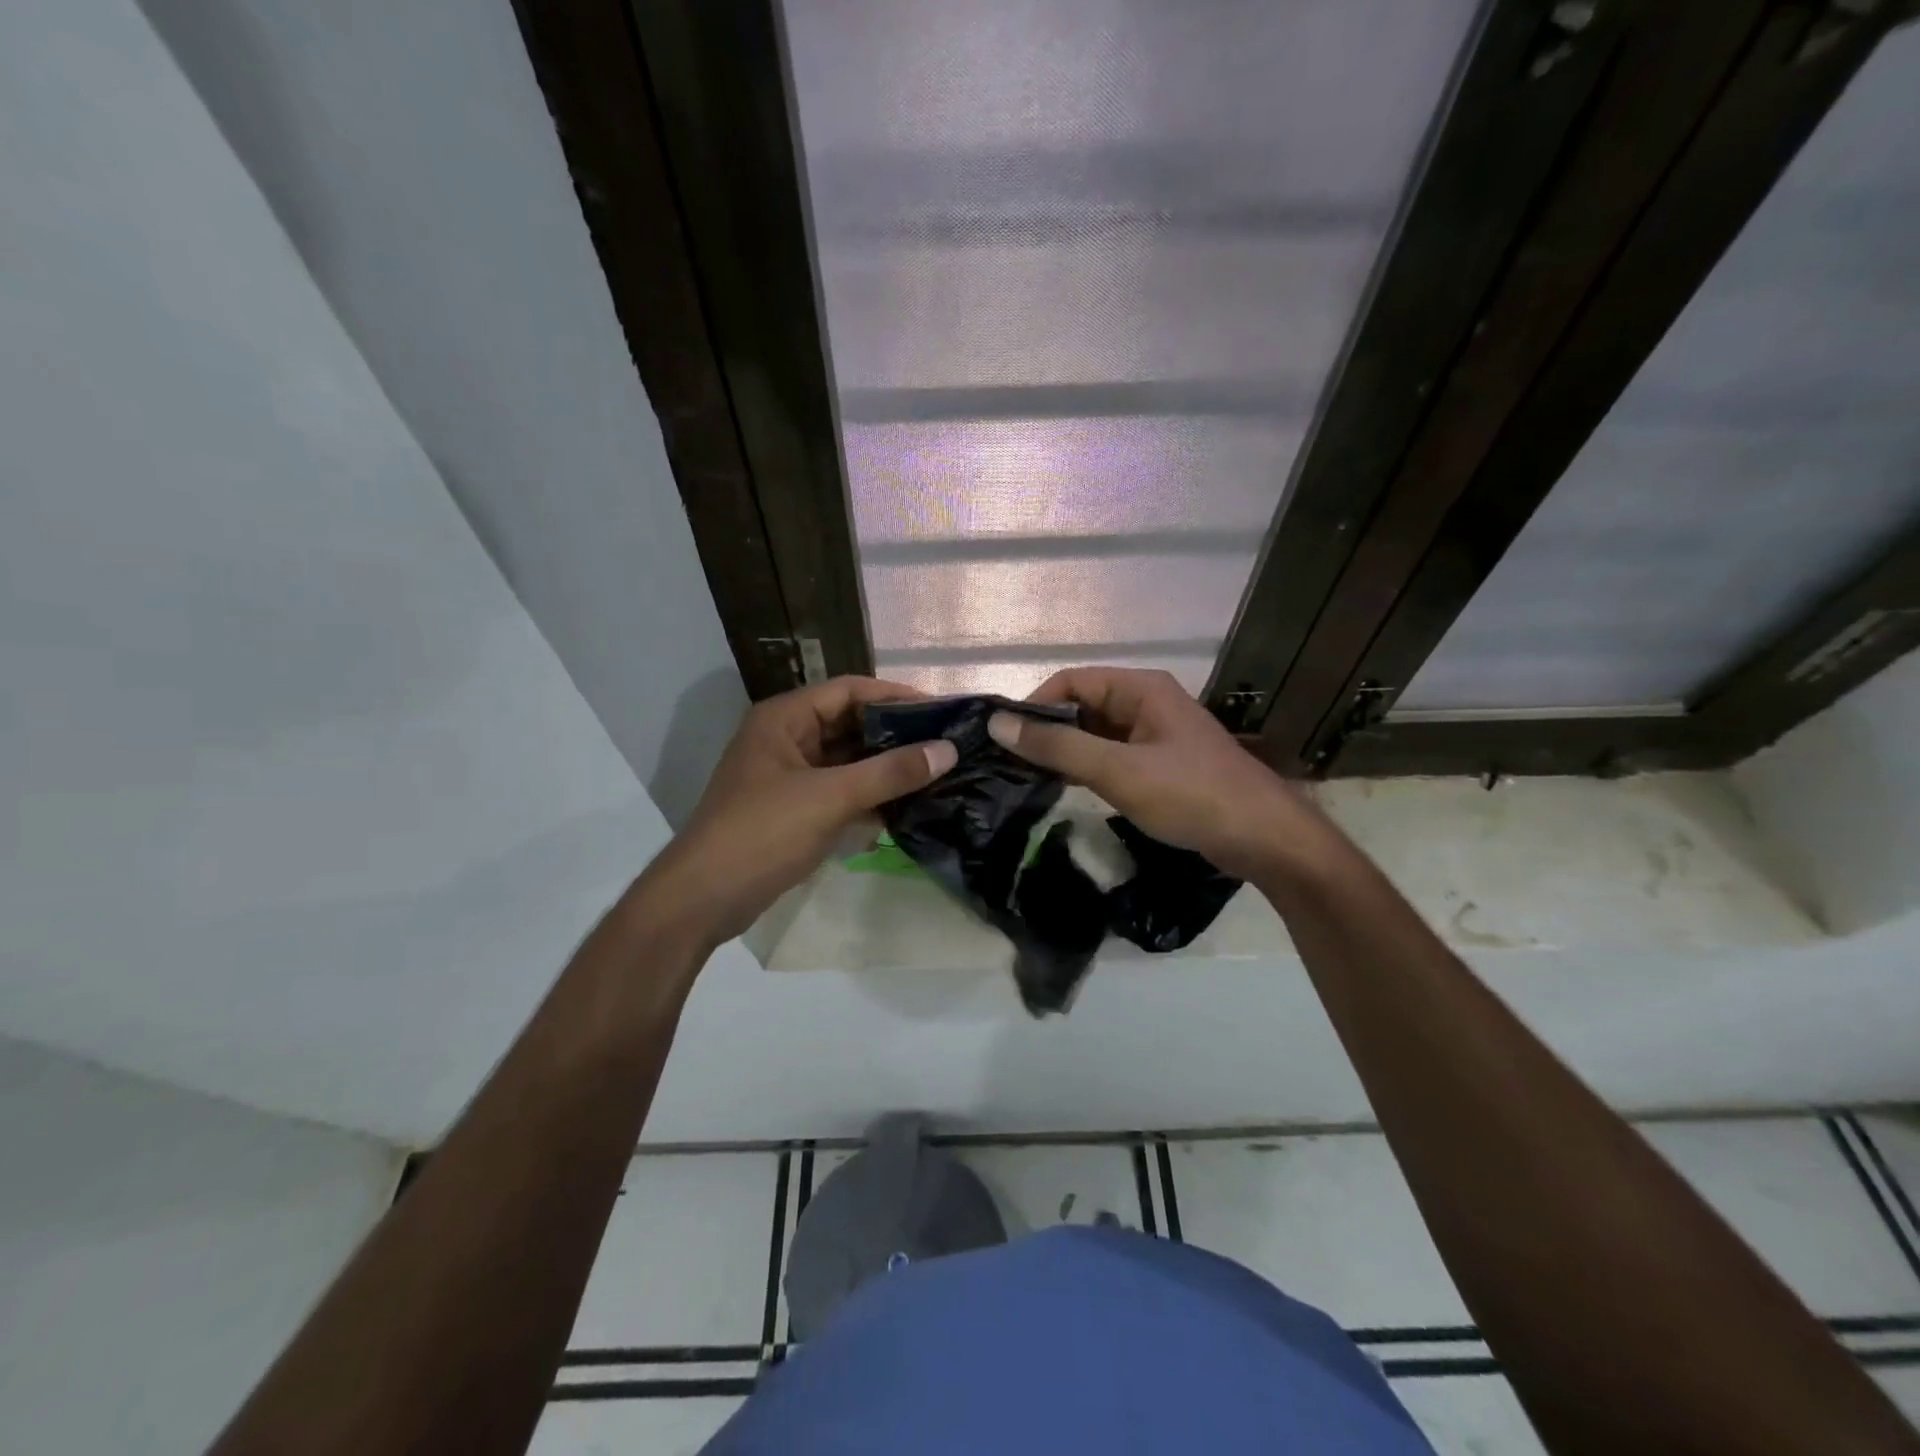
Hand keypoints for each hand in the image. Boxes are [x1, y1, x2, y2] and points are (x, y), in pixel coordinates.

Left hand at [644, 677, 956, 944]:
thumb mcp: (830, 797)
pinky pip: (839, 791)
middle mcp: (786, 739)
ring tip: (935, 773)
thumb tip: (948, 750)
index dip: (895, 696)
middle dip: (895, 734)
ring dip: (884, 767)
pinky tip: (905, 807)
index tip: (941, 711)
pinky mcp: (793, 810)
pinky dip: (868, 796)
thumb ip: (890, 772)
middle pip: (849, 724)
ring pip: (846, 761)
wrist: (703, 899)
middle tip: (945, 744)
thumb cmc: (763, 833)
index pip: (849, 690)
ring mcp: (788, 776)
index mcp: (784, 718)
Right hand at [987, 667, 1312, 878]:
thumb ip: (1058, 746)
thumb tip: (998, 724)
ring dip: (1066, 751)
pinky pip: (1113, 756)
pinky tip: (1066, 789)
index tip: (1003, 739)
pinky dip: (1088, 768)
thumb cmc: (1191, 795)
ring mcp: (1156, 735)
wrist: (1264, 838)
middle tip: (1009, 763)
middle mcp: (1147, 703)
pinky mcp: (1161, 764)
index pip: (1071, 682)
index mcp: (1140, 689)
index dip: (1034, 705)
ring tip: (1028, 778)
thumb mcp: (1118, 770)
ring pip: (1096, 734)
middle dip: (1047, 730)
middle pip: (1083, 705)